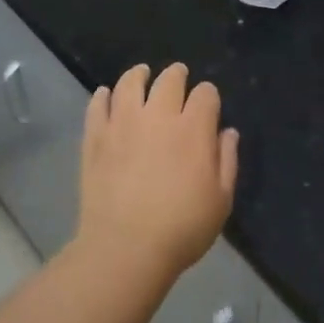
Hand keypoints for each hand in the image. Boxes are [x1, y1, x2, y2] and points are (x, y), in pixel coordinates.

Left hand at [77, 63, 237, 281]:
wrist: (125, 248)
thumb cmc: (182, 228)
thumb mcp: (221, 201)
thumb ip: (227, 161)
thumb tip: (227, 132)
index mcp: (193, 129)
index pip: (205, 94)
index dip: (208, 96)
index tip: (207, 104)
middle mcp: (158, 116)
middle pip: (169, 80)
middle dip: (177, 75)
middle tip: (177, 76)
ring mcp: (123, 123)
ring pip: (130, 83)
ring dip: (139, 75)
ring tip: (141, 74)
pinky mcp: (95, 136)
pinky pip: (98, 105)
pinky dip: (103, 96)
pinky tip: (106, 95)